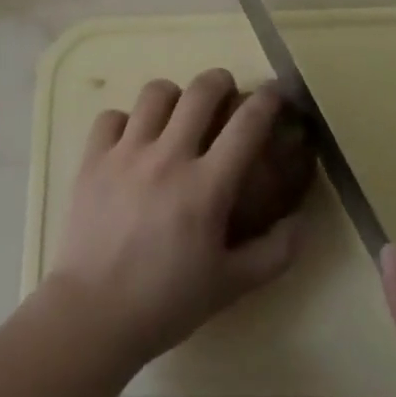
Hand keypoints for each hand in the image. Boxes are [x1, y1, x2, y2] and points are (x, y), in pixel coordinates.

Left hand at [46, 70, 302, 369]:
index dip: (267, 100)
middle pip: (199, 91)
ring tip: (176, 113)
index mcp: (207, 187)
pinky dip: (126, 121)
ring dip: (173, 96)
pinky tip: (132, 140)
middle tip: (225, 91)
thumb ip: (276, 252)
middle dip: (219, 81)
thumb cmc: (167, 302)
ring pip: (154, 93)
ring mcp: (125, 154)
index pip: (247, 125)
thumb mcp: (232, 285)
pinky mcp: (92, 159)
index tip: (276, 92)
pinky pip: (111, 116)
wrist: (93, 315)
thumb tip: (303, 220)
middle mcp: (167, 157)